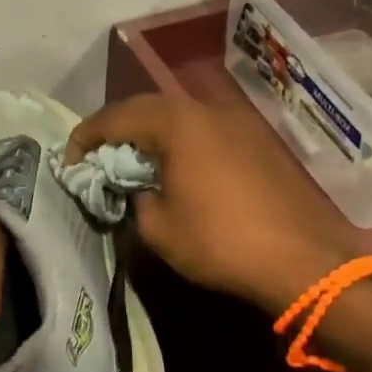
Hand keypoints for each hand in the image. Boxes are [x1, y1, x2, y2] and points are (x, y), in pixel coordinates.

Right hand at [66, 93, 352, 313]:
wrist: (302, 262)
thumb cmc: (220, 242)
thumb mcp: (157, 227)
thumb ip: (134, 198)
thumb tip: (137, 189)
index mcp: (177, 124)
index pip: (115, 117)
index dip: (85, 138)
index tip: (69, 162)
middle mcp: (207, 111)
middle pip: (148, 109)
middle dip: (116, 131)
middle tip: (97, 159)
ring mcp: (237, 124)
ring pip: (179, 118)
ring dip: (150, 136)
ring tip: (134, 165)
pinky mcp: (257, 143)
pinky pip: (205, 133)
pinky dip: (180, 145)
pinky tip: (176, 172)